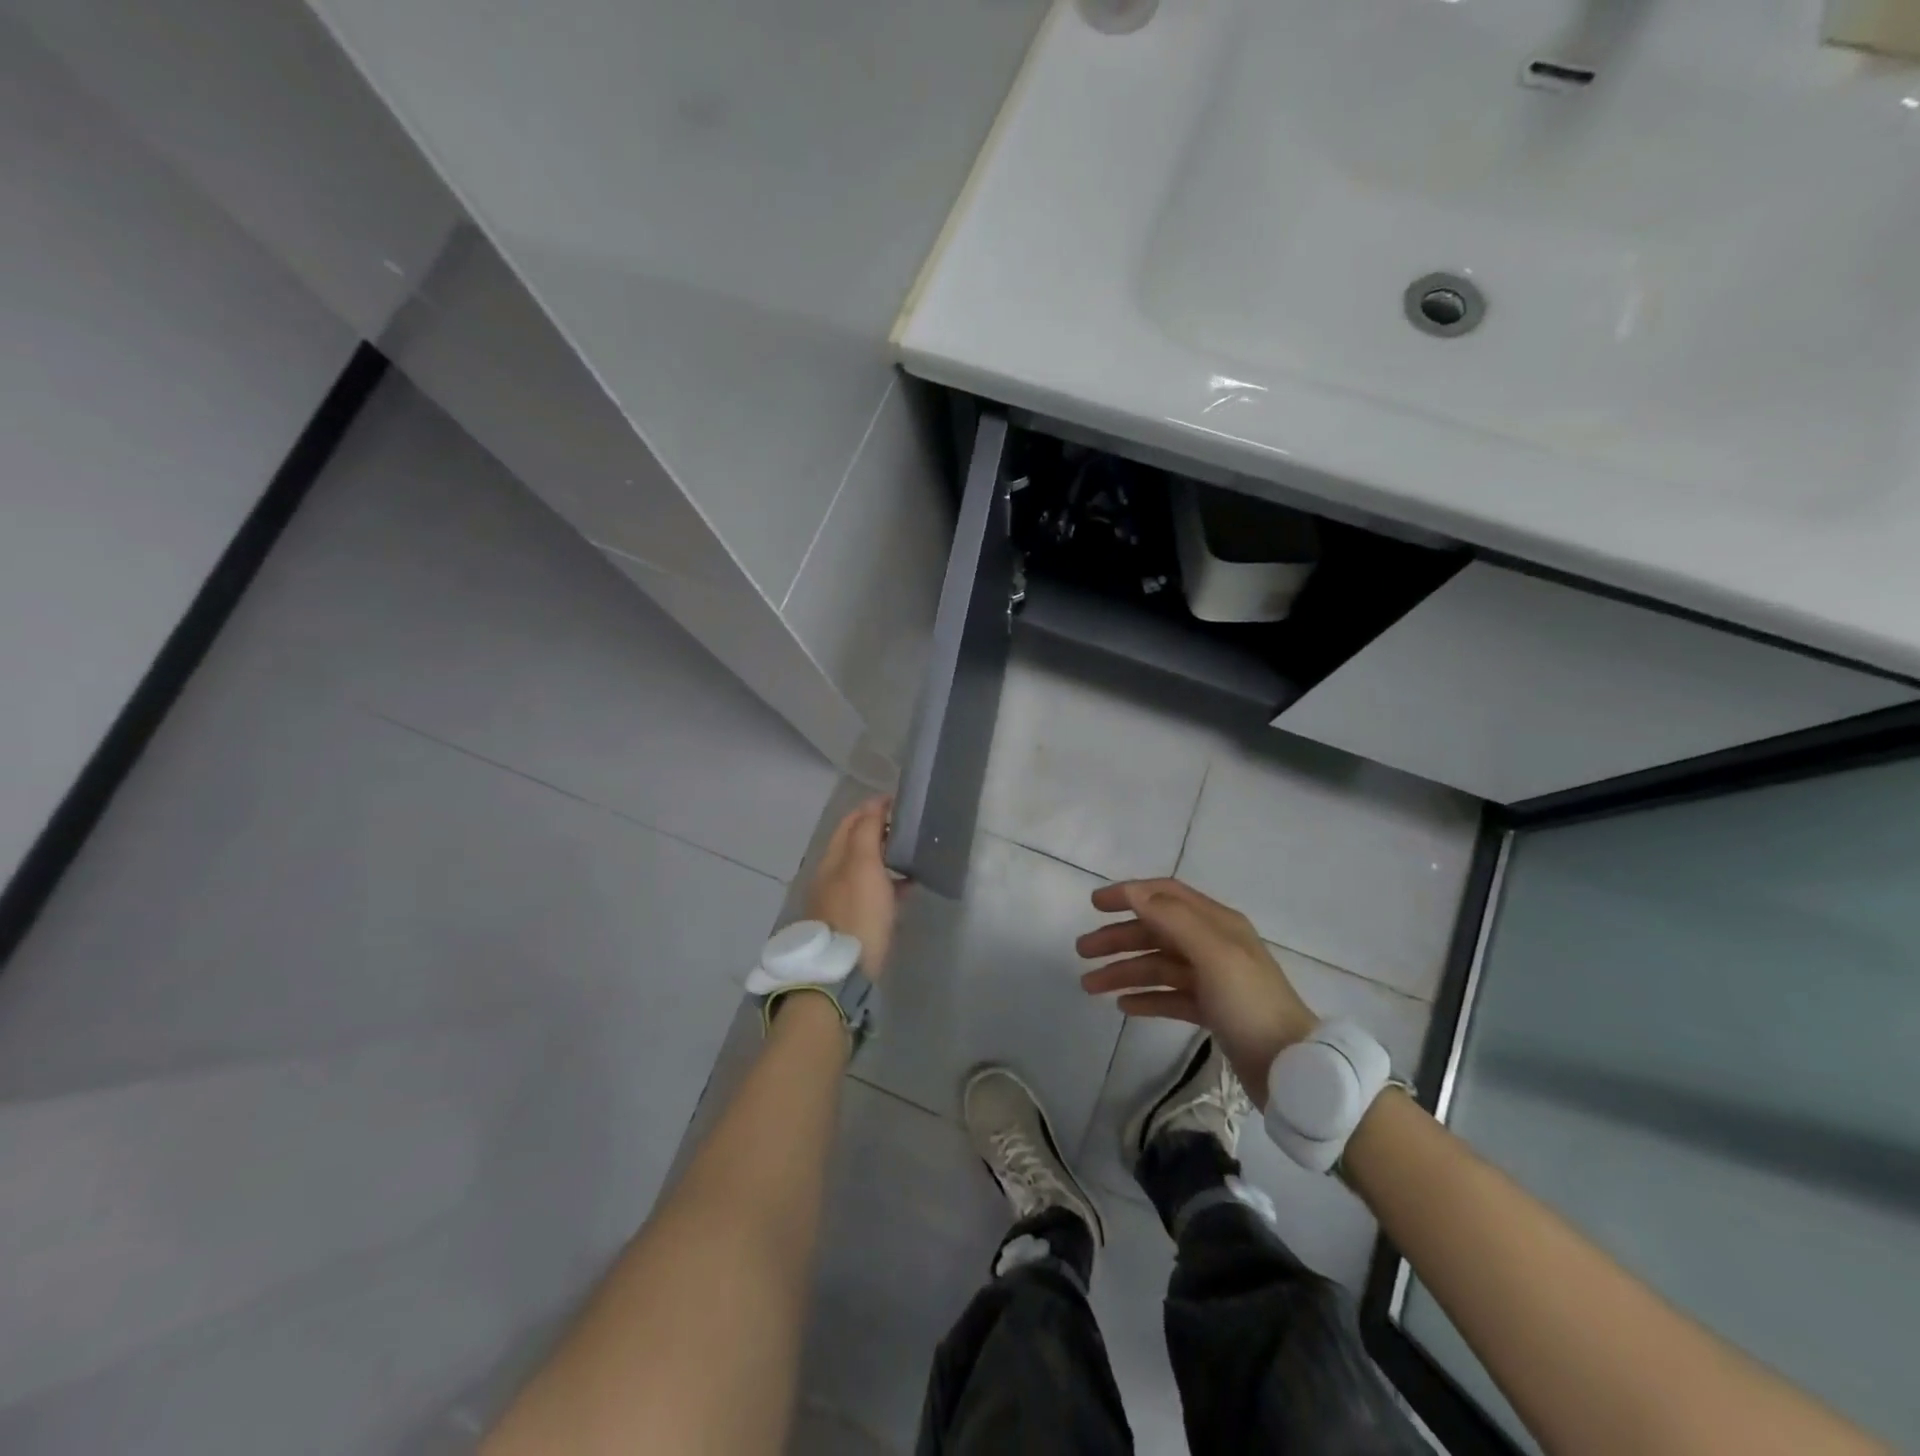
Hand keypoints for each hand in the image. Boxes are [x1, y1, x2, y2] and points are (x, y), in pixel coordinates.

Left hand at [804, 796, 903, 978]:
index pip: (851, 821)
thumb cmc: (857, 913)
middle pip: (856, 843)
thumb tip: (874, 804)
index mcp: (833, 858)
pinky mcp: (853, 920)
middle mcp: (832, 875)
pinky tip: (908, 888)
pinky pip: (872, 891)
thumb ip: (867, 832)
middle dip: (879, 830)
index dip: (873, 807)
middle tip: (910, 826)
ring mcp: (841, 899)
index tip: (900, 801)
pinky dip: (889, 883)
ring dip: (886, 856)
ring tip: (913, 853)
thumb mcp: (863, 866)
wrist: (842, 971)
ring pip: (866, 868)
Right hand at [1076, 879, 1317, 1103]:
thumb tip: (1133, 891)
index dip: (1130, 895)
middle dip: (1118, 938)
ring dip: (1124, 971)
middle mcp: (1213, 945)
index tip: (1094, 905)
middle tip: (1082, 951)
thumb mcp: (1213, 954)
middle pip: (1156, 932)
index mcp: (1217, 923)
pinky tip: (1123, 1006)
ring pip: (1157, 966)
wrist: (1291, 1069)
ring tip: (1089, 985)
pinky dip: (1145, 997)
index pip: (1165, 895)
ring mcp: (1212, 979)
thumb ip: (1172, 918)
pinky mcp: (1211, 1011)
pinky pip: (1169, 997)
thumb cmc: (1250, 1004)